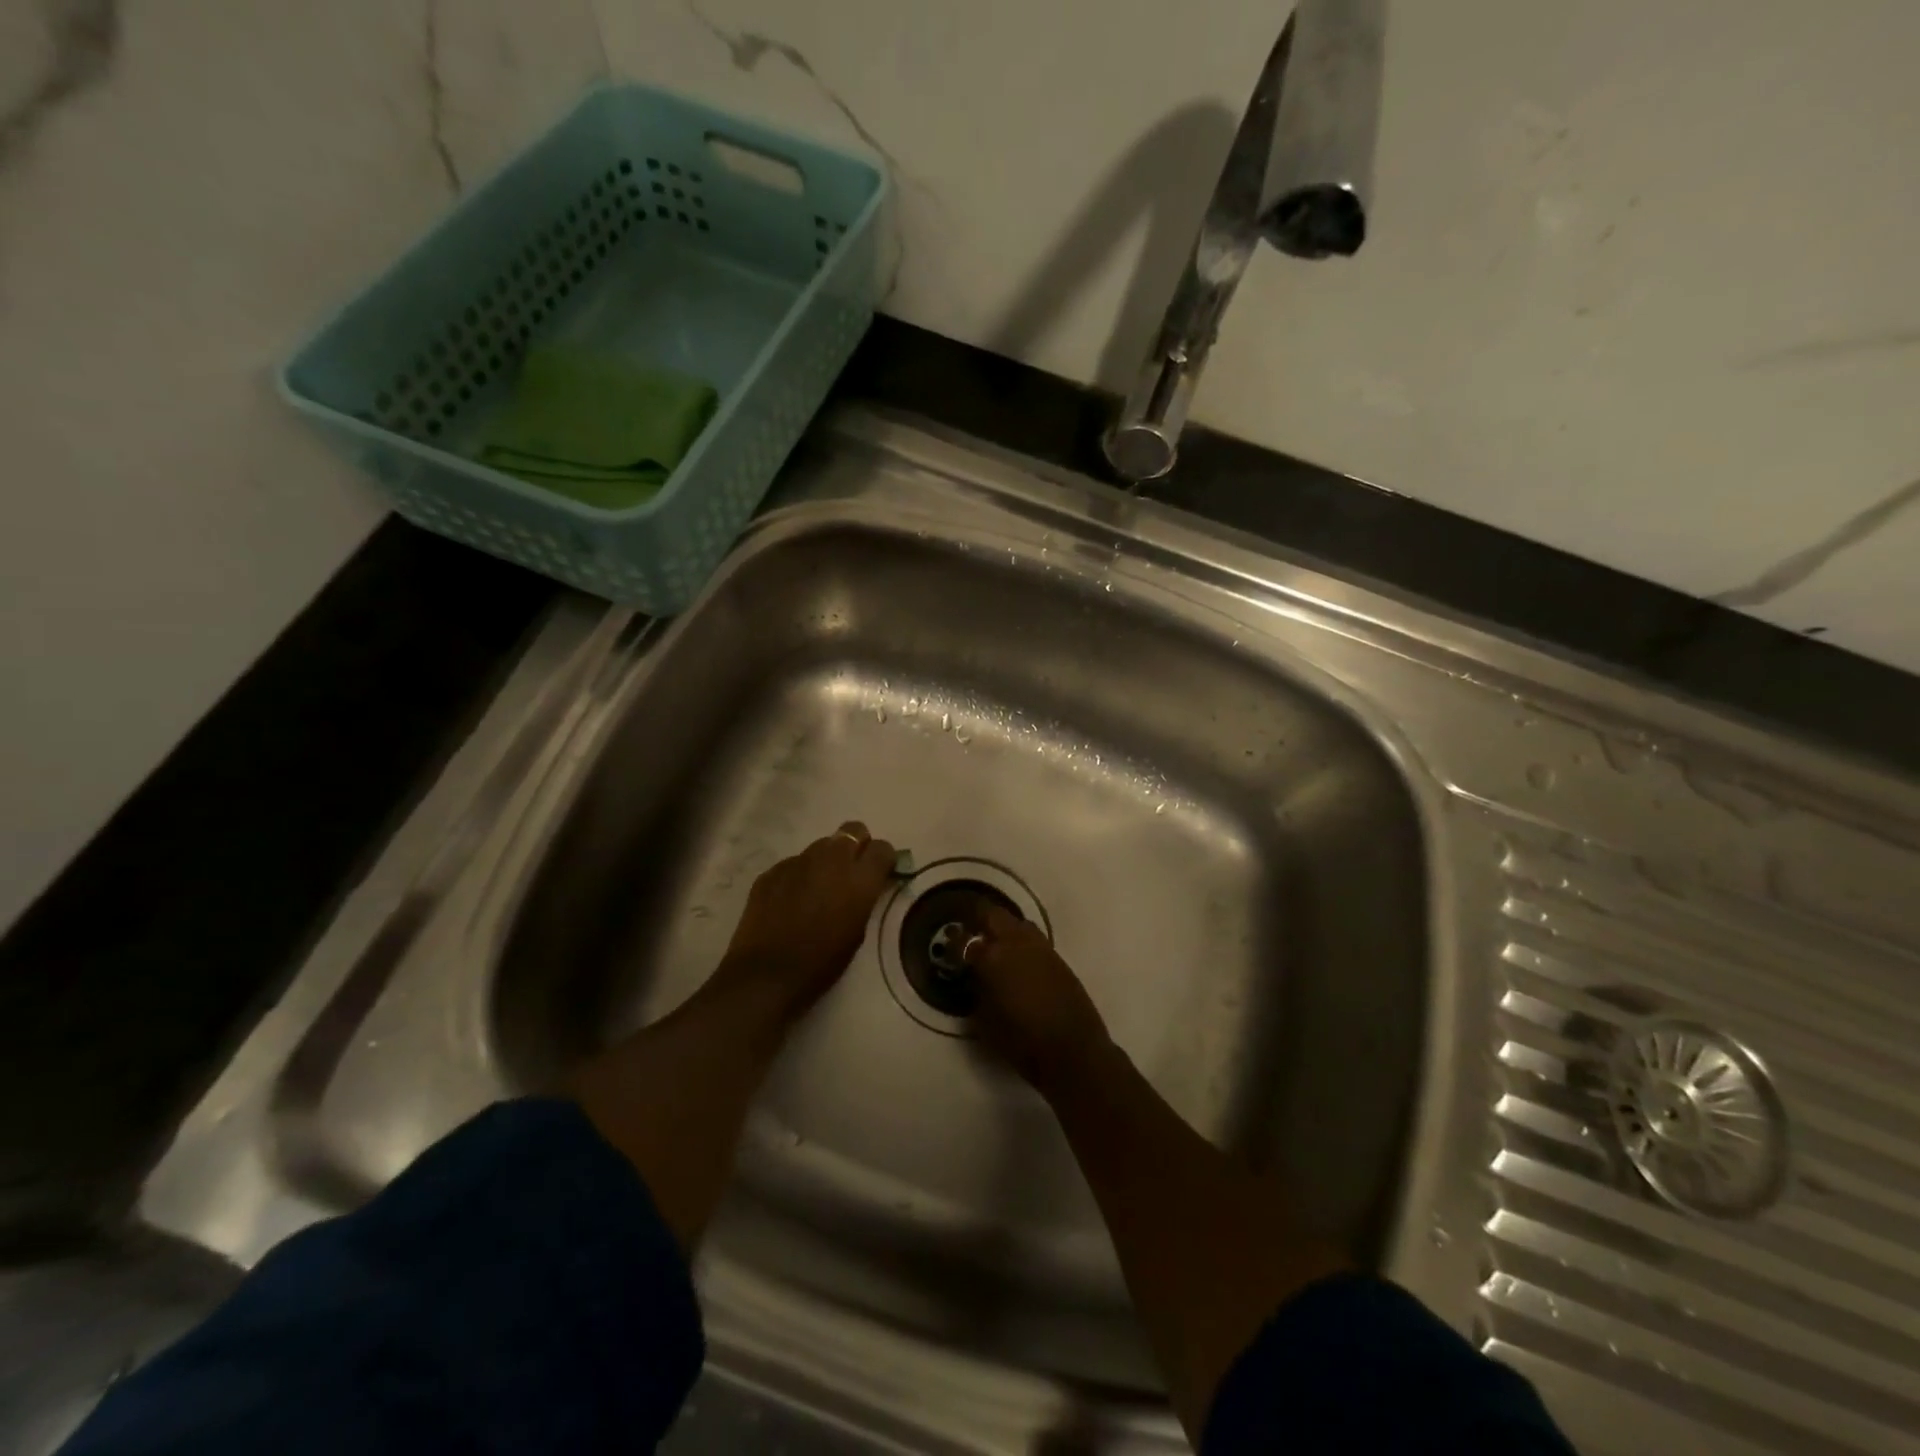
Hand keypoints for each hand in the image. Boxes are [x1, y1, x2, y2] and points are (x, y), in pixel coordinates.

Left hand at [713, 821, 895, 1023]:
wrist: (766, 975)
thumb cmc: (821, 963)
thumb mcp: (857, 931)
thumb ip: (864, 897)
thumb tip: (863, 884)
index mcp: (859, 878)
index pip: (883, 847)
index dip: (883, 859)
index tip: (880, 873)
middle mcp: (831, 859)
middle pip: (853, 830)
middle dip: (856, 846)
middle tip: (851, 872)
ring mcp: (798, 861)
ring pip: (821, 845)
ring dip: (826, 860)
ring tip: (817, 889)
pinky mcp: (772, 871)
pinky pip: (794, 863)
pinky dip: (798, 876)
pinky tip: (789, 902)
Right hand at [964, 905, 1111, 1091]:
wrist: (1073, 1050)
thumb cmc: (1021, 1041)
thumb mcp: (985, 1019)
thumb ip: (977, 989)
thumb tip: (976, 976)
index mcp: (991, 957)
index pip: (963, 940)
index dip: (953, 943)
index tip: (948, 947)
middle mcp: (1015, 942)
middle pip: (992, 915)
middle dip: (978, 920)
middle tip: (970, 933)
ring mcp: (1039, 946)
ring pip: (1016, 923)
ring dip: (1003, 928)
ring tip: (996, 945)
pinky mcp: (1057, 957)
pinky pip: (1033, 939)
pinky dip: (1021, 943)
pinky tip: (1018, 960)